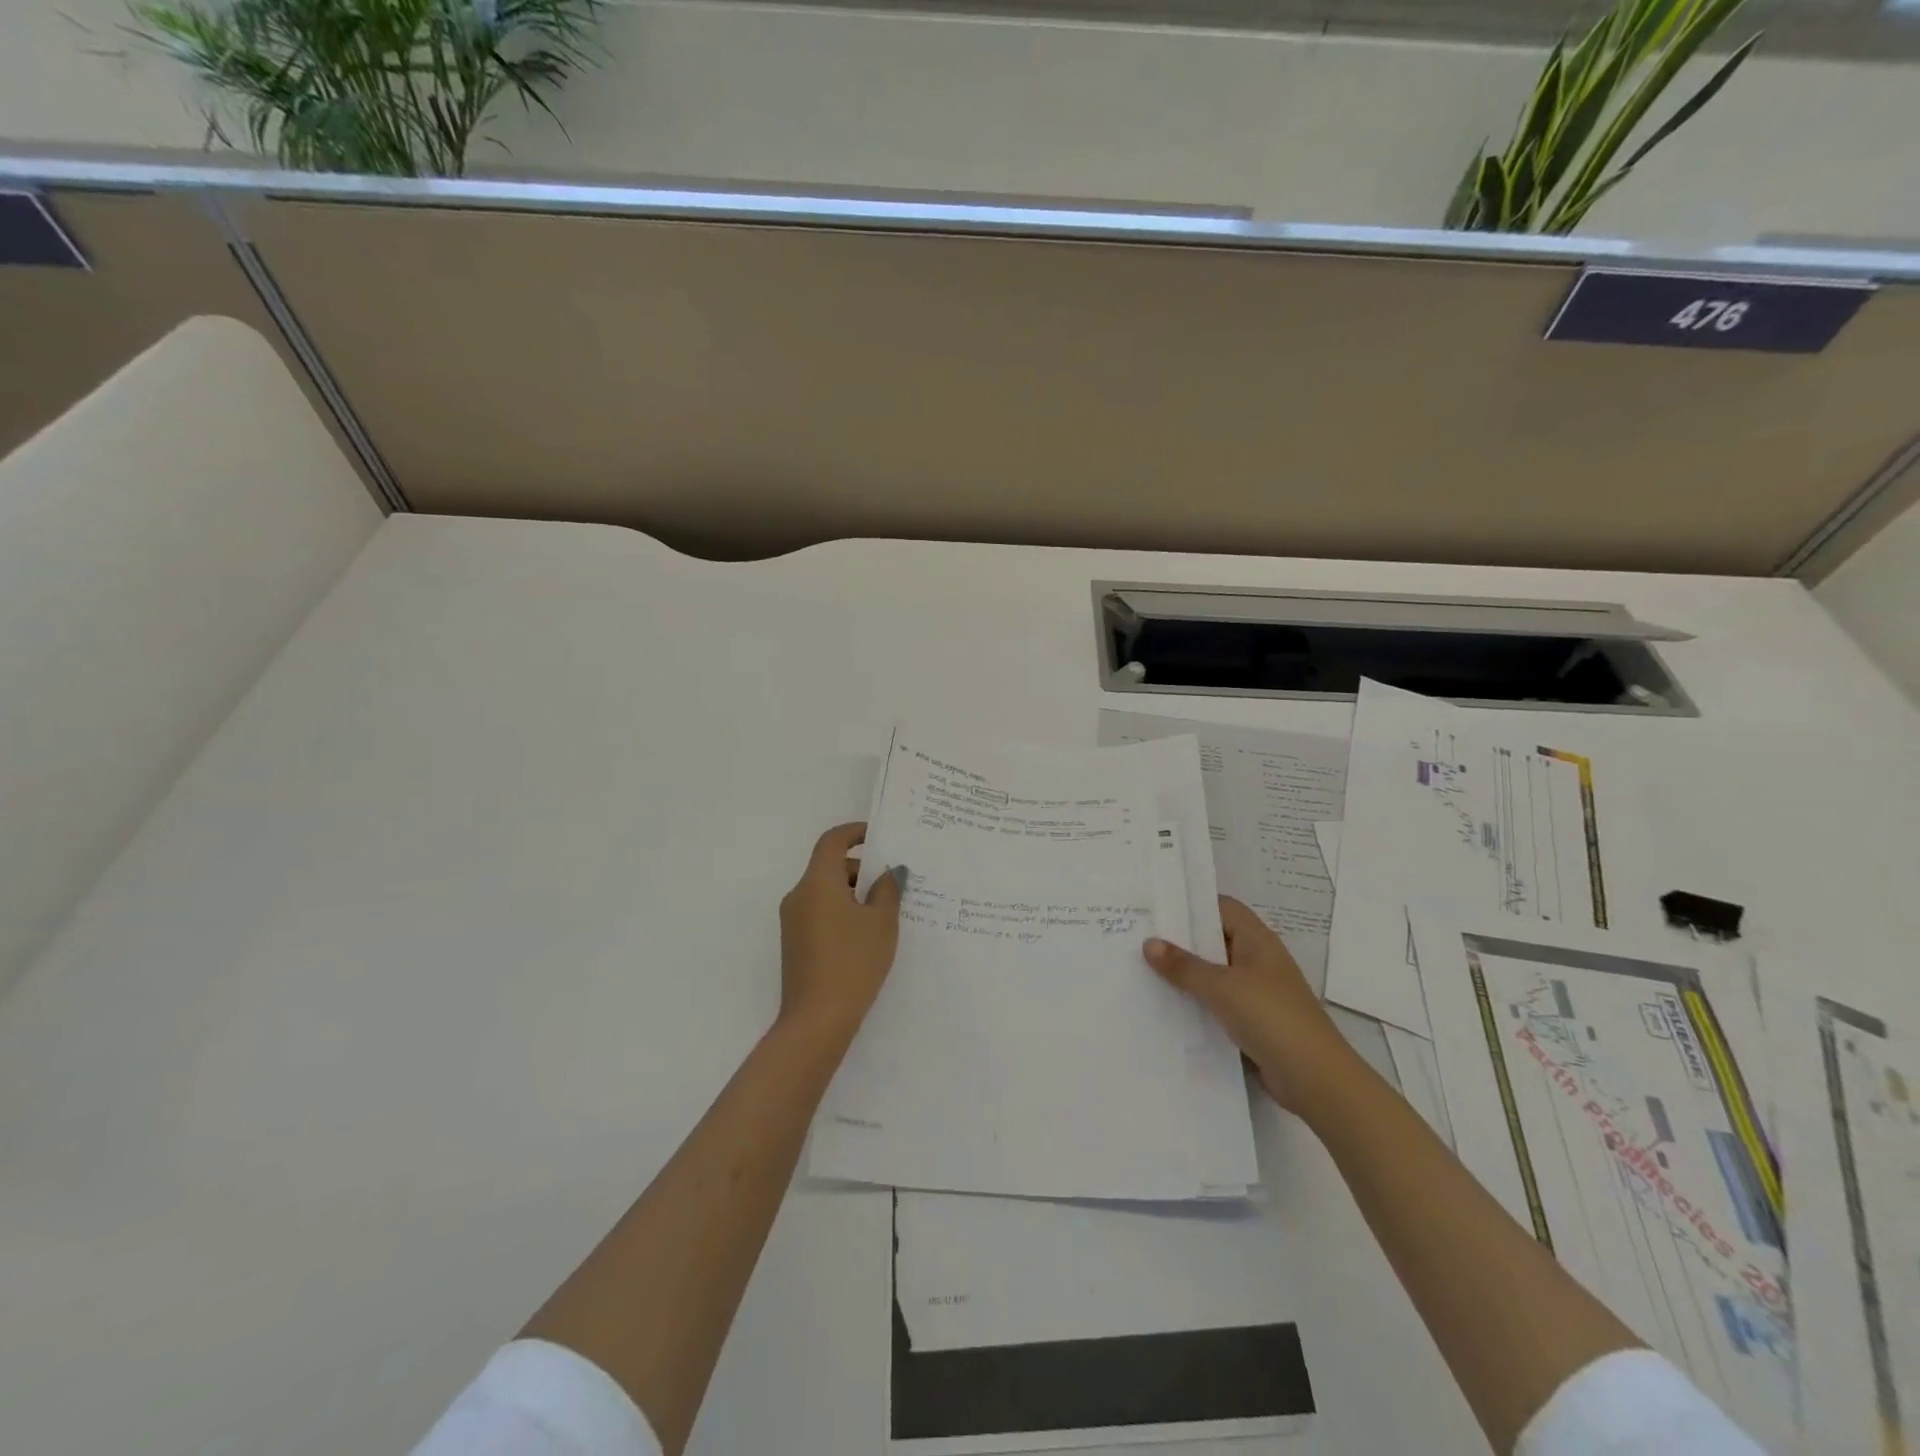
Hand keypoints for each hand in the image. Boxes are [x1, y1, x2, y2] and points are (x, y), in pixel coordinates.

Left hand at [777, 822, 905, 1041]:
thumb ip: (888, 890)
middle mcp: (799, 895)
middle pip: (829, 866)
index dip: (855, 832)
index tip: (879, 836)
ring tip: (885, 910)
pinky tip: (866, 934)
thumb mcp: (881, 923)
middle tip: (893, 881)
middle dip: (861, 868)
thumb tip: (891, 872)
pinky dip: (842, 911)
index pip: (832, 841)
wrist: (817, 1020)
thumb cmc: (853, 962)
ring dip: (852, 892)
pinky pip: (820, 912)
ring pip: (825, 891)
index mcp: (818, 882)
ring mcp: (793, 921)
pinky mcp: (795, 943)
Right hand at [1144, 897, 1352, 1112]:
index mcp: (1257, 940)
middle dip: (1180, 941)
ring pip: (1213, 974)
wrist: (1316, 1080)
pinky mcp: (1253, 1021)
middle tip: (1138, 938)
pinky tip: (1166, 1007)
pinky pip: (1217, 1003)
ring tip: (1142, 970)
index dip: (1191, 904)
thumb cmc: (1271, 1018)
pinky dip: (1196, 1003)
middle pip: (1214, 940)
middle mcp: (1257, 960)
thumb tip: (1149, 943)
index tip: (1155, 908)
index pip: (1221, 907)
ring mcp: (1256, 992)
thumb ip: (1184, 966)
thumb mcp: (1222, 987)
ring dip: (1186, 975)